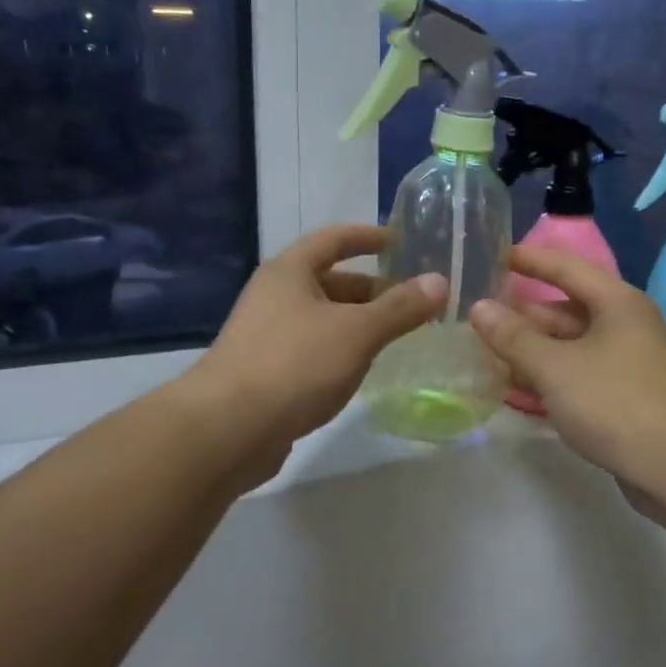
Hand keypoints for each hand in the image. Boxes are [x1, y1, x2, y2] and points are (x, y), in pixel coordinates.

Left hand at [186, 225, 444, 474]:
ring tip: (396, 337)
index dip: (369, 237)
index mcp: (289, 271)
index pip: (334, 239)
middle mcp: (274, 295)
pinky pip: (312, 349)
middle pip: (329, 281)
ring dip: (357, 323)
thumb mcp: (356, 332)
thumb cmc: (294, 365)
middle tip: (412, 302)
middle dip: (371, 289)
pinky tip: (361, 370)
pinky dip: (340, 351)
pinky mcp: (265, 371)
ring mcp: (266, 335)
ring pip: (322, 318)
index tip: (402, 243)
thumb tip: (439, 281)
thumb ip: (400, 307)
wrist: (227, 429)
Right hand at [469, 247, 665, 497]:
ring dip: (530, 353)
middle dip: (522, 317)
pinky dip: (548, 380)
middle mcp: (623, 326)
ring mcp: (625, 364)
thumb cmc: (615, 402)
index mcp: (616, 303)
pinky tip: (515, 392)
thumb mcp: (555, 367)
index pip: (566, 267)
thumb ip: (513, 337)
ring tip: (484, 356)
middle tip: (476, 320)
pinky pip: (576, 377)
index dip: (530, 259)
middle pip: (564, 312)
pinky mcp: (622, 398)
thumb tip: (479, 308)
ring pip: (568, 348)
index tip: (496, 256)